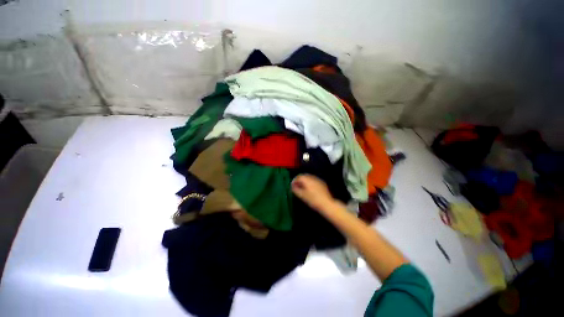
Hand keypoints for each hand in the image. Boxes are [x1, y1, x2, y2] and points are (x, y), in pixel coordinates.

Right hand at [291, 174, 335, 212]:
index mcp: (307, 180)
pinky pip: (314, 180)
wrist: (326, 204)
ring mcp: (318, 180)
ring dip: (305, 181)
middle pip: (304, 176)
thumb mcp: (302, 196)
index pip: (298, 177)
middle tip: (297, 186)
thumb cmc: (313, 200)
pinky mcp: (322, 183)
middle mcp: (312, 178)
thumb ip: (296, 190)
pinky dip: (310, 182)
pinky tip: (310, 189)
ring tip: (302, 188)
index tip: (292, 186)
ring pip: (309, 177)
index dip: (294, 181)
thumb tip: (292, 187)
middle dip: (299, 180)